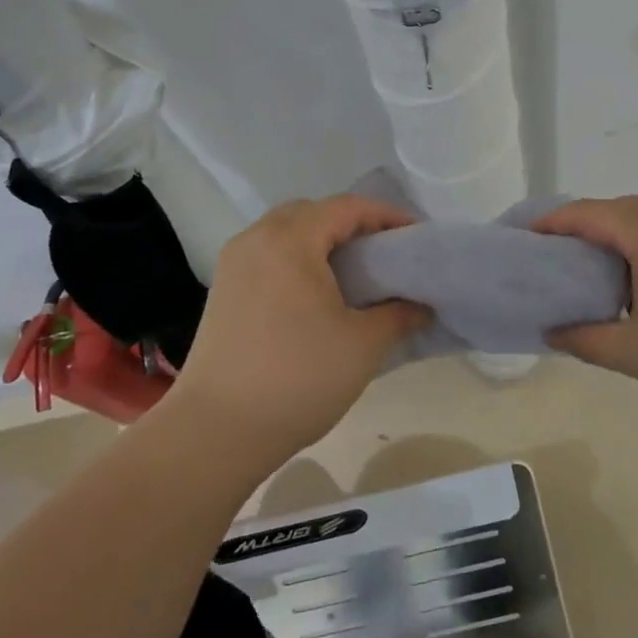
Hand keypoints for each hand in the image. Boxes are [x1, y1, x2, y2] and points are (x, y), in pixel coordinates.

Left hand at [164, 196, 430, 468]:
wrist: (216, 430)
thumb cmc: (297, 378)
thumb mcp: (363, 345)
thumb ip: (399, 315)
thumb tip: (421, 306)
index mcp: (291, 239)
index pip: (347, 207)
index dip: (386, 216)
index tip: (415, 238)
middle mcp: (257, 238)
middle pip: (313, 213)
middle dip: (353, 225)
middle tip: (384, 254)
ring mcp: (234, 263)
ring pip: (286, 233)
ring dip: (322, 242)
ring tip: (354, 275)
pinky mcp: (223, 290)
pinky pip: (268, 255)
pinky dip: (298, 260)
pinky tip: (316, 296)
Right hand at [534, 196, 637, 442]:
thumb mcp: (635, 354)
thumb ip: (584, 338)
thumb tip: (550, 331)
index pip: (588, 214)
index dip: (551, 223)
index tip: (521, 236)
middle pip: (618, 209)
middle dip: (581, 226)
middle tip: (550, 256)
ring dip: (615, 236)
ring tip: (588, 268)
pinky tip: (637, 279)